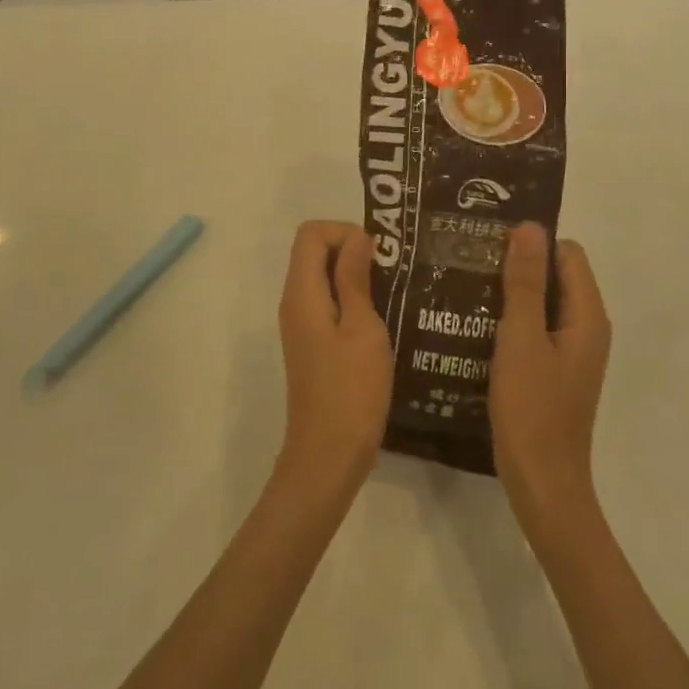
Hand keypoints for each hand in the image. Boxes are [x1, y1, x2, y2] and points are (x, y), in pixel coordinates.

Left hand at [275, 221, 393, 501]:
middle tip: (392, 272)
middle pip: (314, 251)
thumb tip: (357, 237)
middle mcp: (295, 301)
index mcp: (302, 292)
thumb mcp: (362, 328)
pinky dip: (352, 299)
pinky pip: (328, 302)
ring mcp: (301, 324)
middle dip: (352, 250)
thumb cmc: (351, 390)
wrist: (328, 456)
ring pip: (322, 277)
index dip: (344, 232)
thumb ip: (355, 278)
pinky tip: (382, 319)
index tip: (378, 255)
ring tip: (394, 292)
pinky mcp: (312, 343)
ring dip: (355, 276)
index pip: (311, 233)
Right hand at [489, 223, 611, 535]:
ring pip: (541, 303)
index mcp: (587, 316)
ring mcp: (569, 352)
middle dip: (516, 263)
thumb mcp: (521, 337)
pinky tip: (474, 322)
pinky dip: (509, 318)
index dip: (532, 242)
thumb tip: (530, 226)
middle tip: (469, 257)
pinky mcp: (552, 370)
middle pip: (555, 276)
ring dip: (508, 291)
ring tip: (464, 283)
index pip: (567, 254)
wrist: (541, 483)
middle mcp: (585, 328)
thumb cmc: (532, 408)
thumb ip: (525, 282)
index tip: (489, 239)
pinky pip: (533, 328)